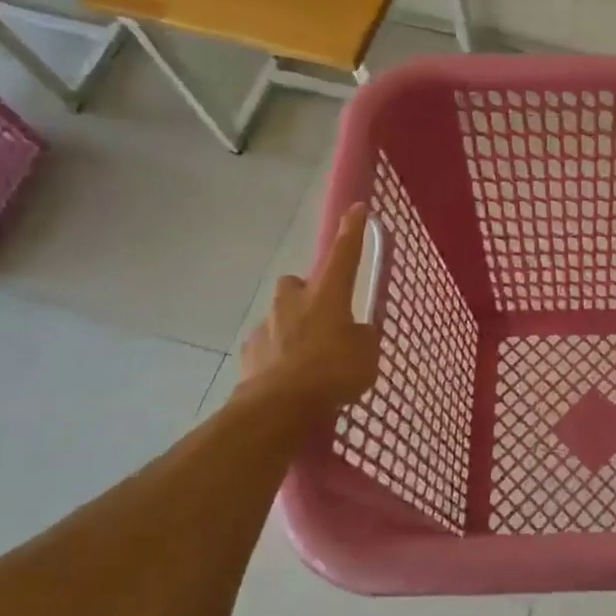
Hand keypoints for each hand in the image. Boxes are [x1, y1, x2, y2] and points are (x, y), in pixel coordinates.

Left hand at [237, 204, 380, 413]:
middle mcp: (294, 301)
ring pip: (280, 314)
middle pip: (299, 282)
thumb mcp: (367, 355)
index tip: (357, 208)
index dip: (353, 231)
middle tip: (324, 316)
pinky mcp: (249, 351)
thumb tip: (356, 333)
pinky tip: (287, 374)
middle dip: (308, 292)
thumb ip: (363, 338)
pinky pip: (266, 344)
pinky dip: (276, 353)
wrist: (279, 408)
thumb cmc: (332, 373)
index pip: (344, 253)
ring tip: (307, 354)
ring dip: (292, 325)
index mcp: (328, 295)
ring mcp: (267, 325)